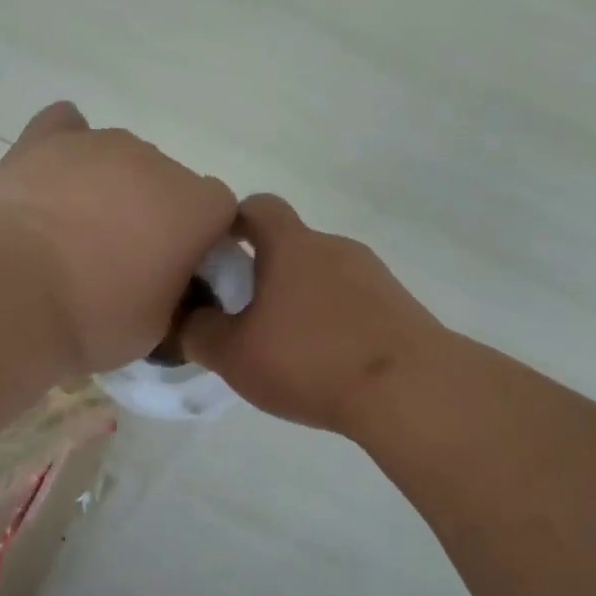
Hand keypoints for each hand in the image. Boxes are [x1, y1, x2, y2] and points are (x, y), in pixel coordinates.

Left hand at [0, 103, 237, 374]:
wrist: (9, 294)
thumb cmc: (95, 319)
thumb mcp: (158, 329)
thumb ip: (178, 294)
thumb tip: (170, 283)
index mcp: (196, 207)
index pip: (218, 212)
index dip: (200, 241)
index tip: (175, 272)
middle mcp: (157, 162)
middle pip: (169, 183)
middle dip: (154, 215)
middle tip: (120, 262)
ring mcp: (100, 143)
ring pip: (121, 159)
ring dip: (111, 188)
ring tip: (74, 231)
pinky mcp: (46, 138)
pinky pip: (67, 128)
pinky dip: (67, 150)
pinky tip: (53, 178)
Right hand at [180, 194, 443, 434]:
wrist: (408, 389)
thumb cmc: (310, 359)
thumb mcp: (234, 355)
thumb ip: (198, 333)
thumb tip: (186, 320)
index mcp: (291, 245)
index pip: (257, 206)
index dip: (232, 222)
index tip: (217, 254)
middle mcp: (333, 246)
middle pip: (290, 245)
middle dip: (264, 272)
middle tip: (244, 316)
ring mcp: (372, 273)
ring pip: (322, 275)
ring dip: (300, 298)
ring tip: (287, 347)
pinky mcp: (398, 303)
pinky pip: (352, 300)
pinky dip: (333, 319)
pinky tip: (327, 361)